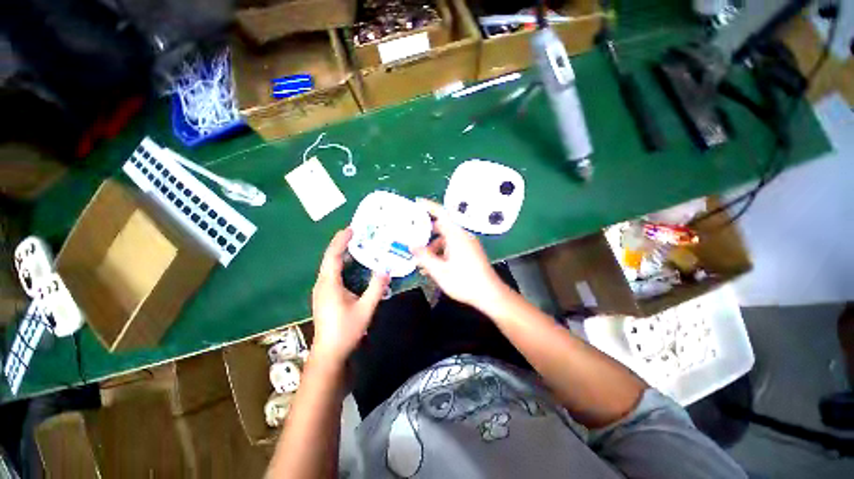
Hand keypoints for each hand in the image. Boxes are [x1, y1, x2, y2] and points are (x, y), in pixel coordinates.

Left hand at [311, 228, 388, 363]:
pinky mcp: (325, 295)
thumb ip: (376, 288)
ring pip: (330, 266)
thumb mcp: (365, 309)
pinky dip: (342, 265)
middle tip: (358, 234)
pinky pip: (332, 274)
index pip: (333, 256)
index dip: (341, 241)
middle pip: (330, 258)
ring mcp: (322, 290)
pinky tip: (353, 266)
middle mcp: (322, 284)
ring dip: (343, 254)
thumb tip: (386, 269)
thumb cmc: (346, 330)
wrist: (329, 352)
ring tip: (358, 245)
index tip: (351, 229)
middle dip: (342, 244)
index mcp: (329, 284)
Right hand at [412, 199, 508, 310]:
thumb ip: (424, 256)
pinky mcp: (470, 252)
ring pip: (446, 239)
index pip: (441, 213)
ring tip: (421, 260)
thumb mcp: (439, 271)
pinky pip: (452, 247)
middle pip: (442, 227)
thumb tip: (412, 246)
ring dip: (433, 246)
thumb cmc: (464, 281)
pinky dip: (441, 252)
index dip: (429, 206)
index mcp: (456, 235)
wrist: (490, 294)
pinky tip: (433, 266)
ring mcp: (467, 244)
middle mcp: (462, 236)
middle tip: (412, 237)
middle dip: (426, 232)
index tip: (417, 203)